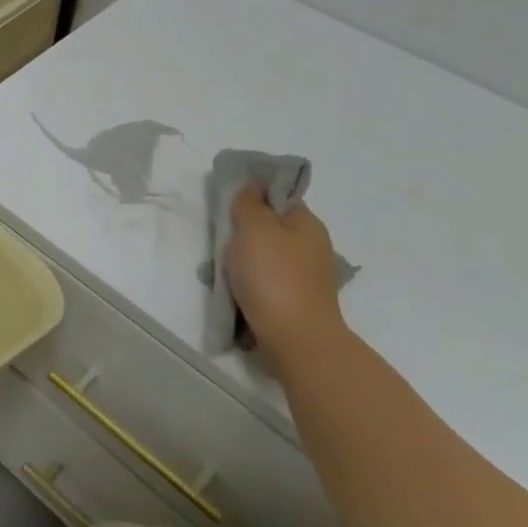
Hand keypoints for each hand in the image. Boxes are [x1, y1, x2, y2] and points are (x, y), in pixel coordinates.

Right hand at [225, 187, 349, 361]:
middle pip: (268, 230)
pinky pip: (262, 284)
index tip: (227, 203)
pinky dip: (245, 286)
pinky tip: (230, 294)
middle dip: (240, 234)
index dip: (254, 196)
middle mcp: (310, 248)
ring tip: (217, 273)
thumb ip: (249, 204)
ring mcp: (303, 278)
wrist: (295, 340)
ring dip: (238, 263)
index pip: (279, 198)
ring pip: (262, 259)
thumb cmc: (274, 277)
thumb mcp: (255, 229)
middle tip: (218, 241)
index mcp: (307, 225)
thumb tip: (252, 186)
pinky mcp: (292, 303)